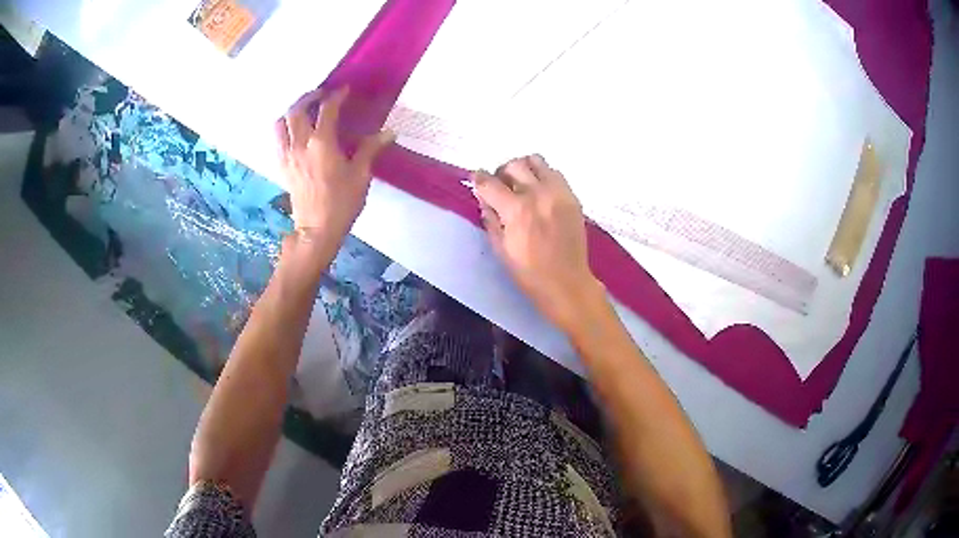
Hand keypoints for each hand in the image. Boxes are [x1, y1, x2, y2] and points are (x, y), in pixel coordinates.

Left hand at [275, 86, 393, 241]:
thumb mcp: (360, 175)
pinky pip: (277, 140)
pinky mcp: (282, 167)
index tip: (344, 90)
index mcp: (322, 143)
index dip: (337, 96)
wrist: (316, 230)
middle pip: (296, 110)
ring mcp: (287, 155)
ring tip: (303, 111)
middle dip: (309, 97)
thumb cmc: (341, 203)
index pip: (327, 109)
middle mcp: (300, 144)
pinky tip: (295, 133)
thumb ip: (370, 149)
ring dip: (291, 112)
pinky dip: (284, 129)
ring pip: (281, 123)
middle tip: (321, 95)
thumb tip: (389, 132)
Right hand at [473, 155, 604, 329]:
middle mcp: (537, 194)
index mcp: (516, 210)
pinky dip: (543, 176)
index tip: (477, 180)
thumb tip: (485, 199)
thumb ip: (490, 219)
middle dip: (501, 172)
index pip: (489, 182)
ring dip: (523, 168)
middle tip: (500, 186)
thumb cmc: (529, 273)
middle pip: (513, 165)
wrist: (567, 283)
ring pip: (536, 161)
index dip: (478, 179)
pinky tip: (540, 191)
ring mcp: (558, 193)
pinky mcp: (572, 196)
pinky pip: (554, 173)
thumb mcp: (501, 249)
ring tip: (521, 183)